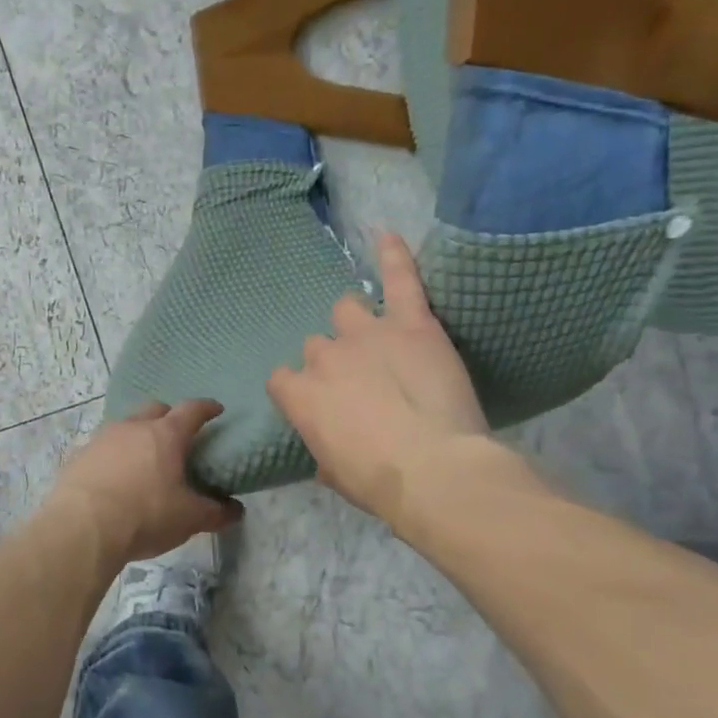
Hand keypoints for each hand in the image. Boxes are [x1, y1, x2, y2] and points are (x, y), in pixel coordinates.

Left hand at [44, 400, 241, 565]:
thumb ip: (215, 512)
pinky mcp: (79, 455)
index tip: (215, 410)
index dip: (206, 408)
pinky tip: (115, 476)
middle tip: (177, 435)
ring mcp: (102, 438)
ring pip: (125, 426)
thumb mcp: (188, 518)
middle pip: (155, 410)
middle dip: (168, 417)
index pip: (191, 411)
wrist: (82, 527)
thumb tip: (236, 510)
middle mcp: (132, 427)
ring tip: (145, 458)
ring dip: (138, 436)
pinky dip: (114, 455)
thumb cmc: (145, 515)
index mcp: (165, 435)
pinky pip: (102, 447)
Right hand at [267, 232, 502, 525]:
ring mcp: (366, 335)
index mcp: (300, 395)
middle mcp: (324, 357)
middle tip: (363, 386)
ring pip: (346, 309)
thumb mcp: (335, 474)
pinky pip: (399, 279)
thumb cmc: (380, 483)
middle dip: (334, 362)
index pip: (283, 379)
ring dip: (356, 323)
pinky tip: (386, 234)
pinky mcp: (411, 323)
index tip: (321, 405)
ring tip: (380, 339)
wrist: (434, 472)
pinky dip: (394, 256)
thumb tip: (326, 446)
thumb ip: (322, 449)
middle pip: (317, 346)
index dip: (301, 391)